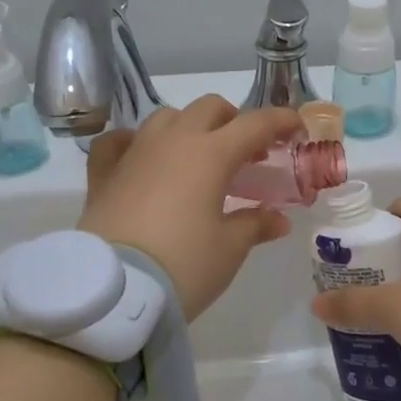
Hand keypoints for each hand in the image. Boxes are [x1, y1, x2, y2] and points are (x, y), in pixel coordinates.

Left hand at [78, 96, 301, 320]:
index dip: (280, 122)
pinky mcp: (103, 174)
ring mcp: (133, 153)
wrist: (114, 291)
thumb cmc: (183, 265)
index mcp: (210, 154)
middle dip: (234, 122)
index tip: (297, 131)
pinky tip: (142, 158)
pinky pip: (119, 141)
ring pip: (166, 118)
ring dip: (190, 128)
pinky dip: (135, 142)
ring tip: (199, 158)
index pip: (254, 124)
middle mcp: (171, 142)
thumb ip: (254, 225)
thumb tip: (278, 219)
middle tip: (248, 153)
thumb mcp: (229, 249)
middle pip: (209, 109)